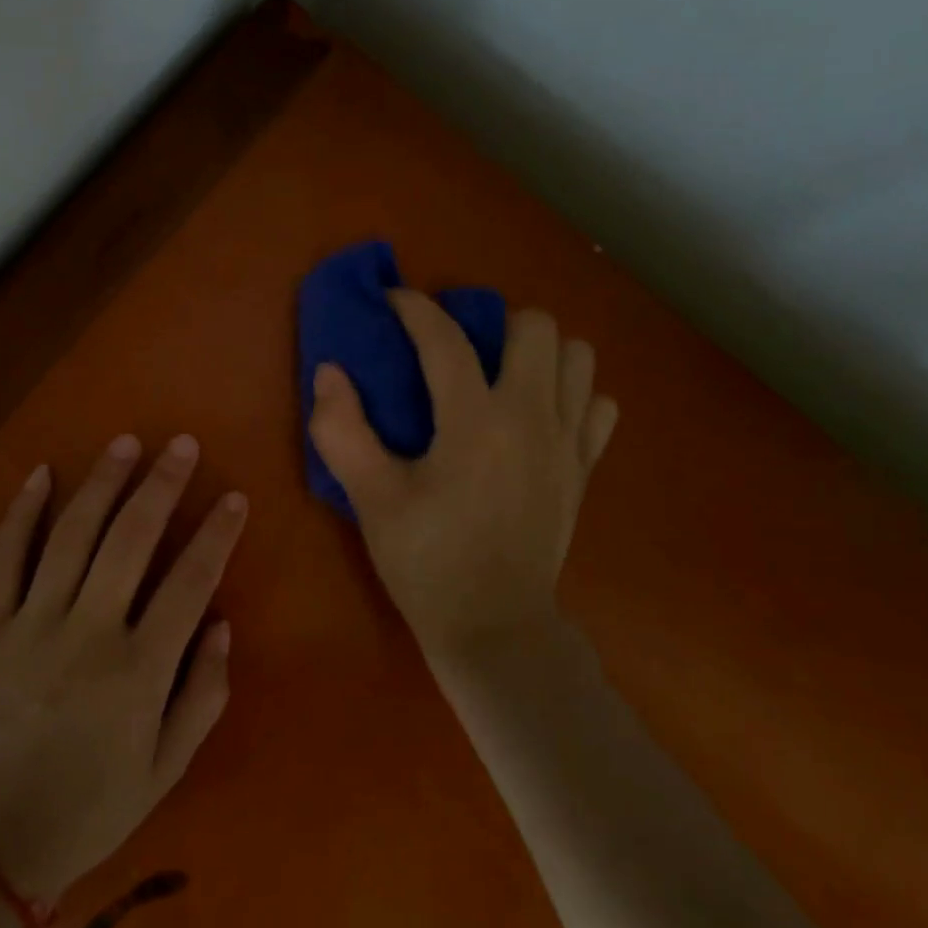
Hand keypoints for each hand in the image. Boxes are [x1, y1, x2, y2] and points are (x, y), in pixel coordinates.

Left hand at [0, 434, 245, 901]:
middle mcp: (87, 633)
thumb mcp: (166, 767)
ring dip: (102, 483)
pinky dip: (21, 513)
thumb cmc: (90, 807)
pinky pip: (2, 559)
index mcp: (138, 670)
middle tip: (182, 445)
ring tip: (126, 443)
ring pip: (71, 535)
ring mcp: (29, 625)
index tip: (233, 497)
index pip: (190, 582)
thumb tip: (221, 623)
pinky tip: (41, 475)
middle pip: (131, 540)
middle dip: (161, 485)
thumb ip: (202, 694)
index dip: (216, 534)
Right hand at [308, 291, 616, 667]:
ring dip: (540, 352)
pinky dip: (573, 395)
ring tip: (502, 375)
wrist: (493, 627)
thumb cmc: (426, 561)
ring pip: (578, 357)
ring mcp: (567, 442)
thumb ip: (342, 430)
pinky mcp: (584, 469)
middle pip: (535, 326)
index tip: (393, 300)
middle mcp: (532, 417)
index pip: (445, 339)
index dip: (415, 308)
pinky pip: (598, 405)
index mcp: (475, 421)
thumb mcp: (371, 499)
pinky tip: (540, 416)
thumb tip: (329, 371)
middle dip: (493, 322)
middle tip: (458, 349)